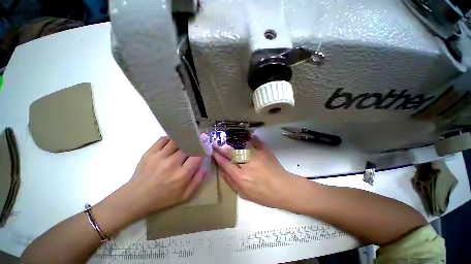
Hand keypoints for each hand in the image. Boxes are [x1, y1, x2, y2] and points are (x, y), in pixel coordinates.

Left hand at [125, 136, 206, 217]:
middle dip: (194, 142)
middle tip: (198, 140)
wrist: (135, 198)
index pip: (197, 156)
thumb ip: (197, 181)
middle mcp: (172, 163)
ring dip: (183, 139)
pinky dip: (170, 138)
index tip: (205, 146)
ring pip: (176, 140)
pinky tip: (173, 142)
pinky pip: (163, 139)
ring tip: (186, 140)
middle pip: (188, 146)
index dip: (202, 149)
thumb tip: (204, 168)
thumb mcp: (184, 196)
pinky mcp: (150, 152)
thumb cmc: (162, 198)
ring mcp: (160, 156)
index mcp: (182, 174)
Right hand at [212, 136, 302, 209]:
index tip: (213, 151)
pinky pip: (255, 141)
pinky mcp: (265, 151)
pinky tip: (247, 134)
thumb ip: (231, 182)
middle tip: (217, 142)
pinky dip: (251, 137)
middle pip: (231, 152)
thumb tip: (222, 170)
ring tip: (228, 137)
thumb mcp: (244, 194)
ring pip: (241, 145)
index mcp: (240, 176)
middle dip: (222, 147)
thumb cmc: (263, 195)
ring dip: (233, 141)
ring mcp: (256, 155)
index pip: (225, 163)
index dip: (218, 156)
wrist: (284, 189)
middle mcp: (246, 163)